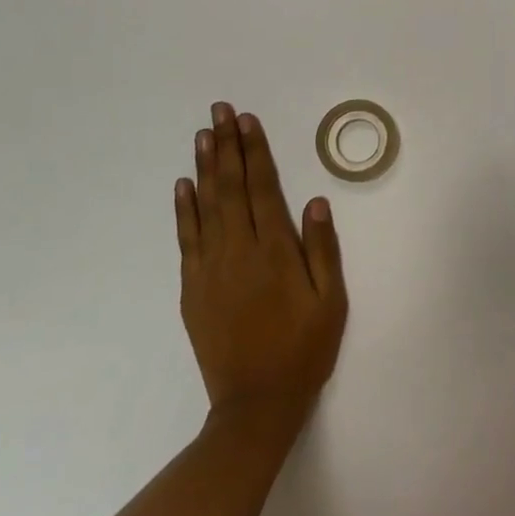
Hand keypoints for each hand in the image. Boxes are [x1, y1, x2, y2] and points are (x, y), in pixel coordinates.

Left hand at [176, 103, 347, 437]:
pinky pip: (186, 238)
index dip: (255, 151)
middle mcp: (239, 250)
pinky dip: (184, 209)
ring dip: (204, 167)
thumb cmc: (303, 349)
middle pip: (231, 187)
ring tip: (202, 135)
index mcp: (275, 251)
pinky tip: (184, 185)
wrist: (256, 403)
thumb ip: (323, 249)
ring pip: (206, 206)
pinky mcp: (192, 288)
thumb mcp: (330, 301)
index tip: (247, 121)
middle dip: (226, 146)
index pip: (263, 188)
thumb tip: (315, 200)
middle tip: (219, 111)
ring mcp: (210, 268)